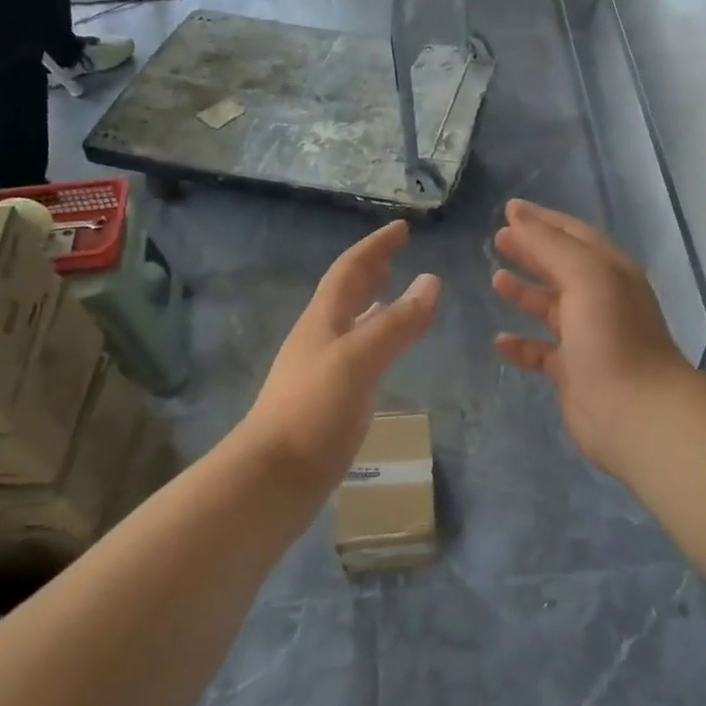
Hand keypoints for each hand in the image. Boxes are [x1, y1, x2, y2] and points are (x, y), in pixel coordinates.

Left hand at [242, 221, 440, 483]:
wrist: (273, 477)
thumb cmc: (313, 410)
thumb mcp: (359, 359)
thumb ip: (397, 322)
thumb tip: (432, 280)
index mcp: (323, 319)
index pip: (350, 269)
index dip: (375, 246)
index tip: (402, 228)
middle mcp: (321, 336)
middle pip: (346, 292)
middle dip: (372, 268)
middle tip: (399, 254)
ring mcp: (323, 368)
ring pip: (352, 322)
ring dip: (374, 302)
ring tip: (397, 294)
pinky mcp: (330, 398)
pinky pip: (359, 353)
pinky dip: (377, 339)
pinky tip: (387, 352)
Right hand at [492, 200, 696, 472]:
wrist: (636, 412)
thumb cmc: (612, 335)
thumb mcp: (585, 276)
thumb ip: (550, 244)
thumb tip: (518, 215)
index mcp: (610, 270)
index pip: (573, 234)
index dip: (542, 220)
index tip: (509, 209)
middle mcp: (601, 298)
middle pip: (560, 266)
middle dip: (531, 251)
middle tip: (498, 239)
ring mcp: (587, 336)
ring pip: (551, 306)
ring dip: (525, 292)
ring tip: (495, 280)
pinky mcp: (573, 371)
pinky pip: (541, 350)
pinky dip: (521, 344)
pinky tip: (500, 341)